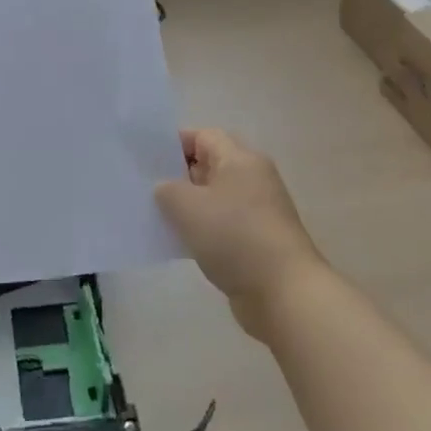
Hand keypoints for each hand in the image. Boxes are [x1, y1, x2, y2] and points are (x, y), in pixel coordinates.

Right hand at [155, 128, 326, 339]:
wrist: (284, 293)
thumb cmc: (234, 237)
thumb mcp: (187, 206)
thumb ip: (167, 189)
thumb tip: (166, 189)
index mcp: (240, 159)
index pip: (203, 136)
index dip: (174, 143)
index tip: (147, 160)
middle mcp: (253, 179)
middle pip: (209, 166)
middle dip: (178, 175)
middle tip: (147, 188)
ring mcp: (258, 212)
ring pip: (215, 198)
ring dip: (189, 207)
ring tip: (158, 217)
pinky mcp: (258, 241)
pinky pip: (223, 226)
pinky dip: (203, 231)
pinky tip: (181, 244)